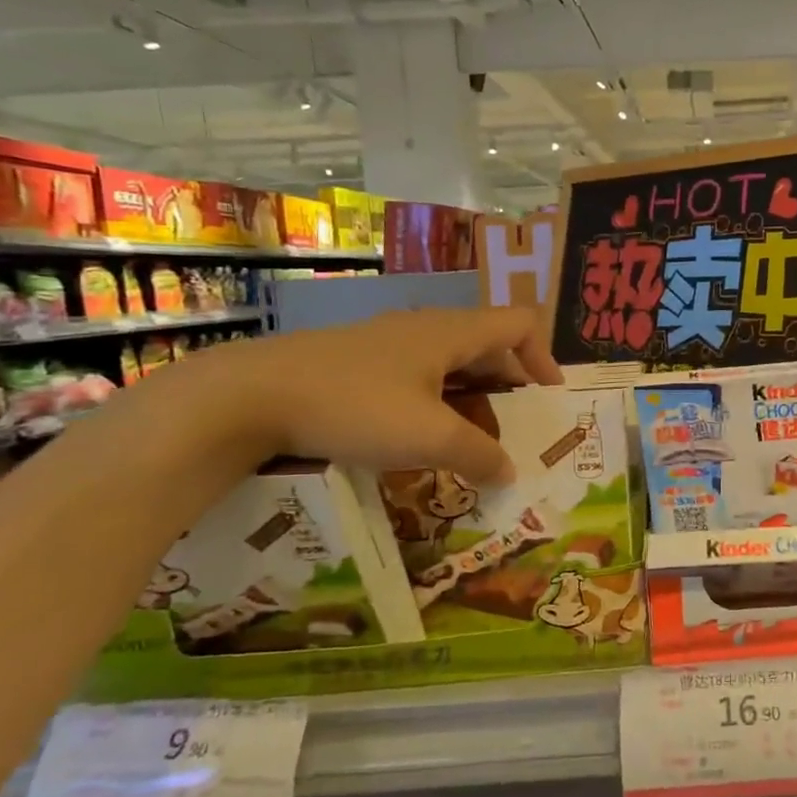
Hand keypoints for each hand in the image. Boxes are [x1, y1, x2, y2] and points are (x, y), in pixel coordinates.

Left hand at [212, 306, 562, 482]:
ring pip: (450, 364)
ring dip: (471, 400)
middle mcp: (425, 328)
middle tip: (512, 430)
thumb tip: (510, 473)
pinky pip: (417, 376)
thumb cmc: (355, 407)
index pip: (520, 323)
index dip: (544, 356)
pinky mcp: (358, 362)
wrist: (249, 397)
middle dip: (508, 386)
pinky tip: (418, 438)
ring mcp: (388, 344)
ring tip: (468, 443)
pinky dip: (436, 403)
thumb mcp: (429, 438)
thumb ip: (480, 455)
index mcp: (452, 332)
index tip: (547, 398)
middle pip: (488, 345)